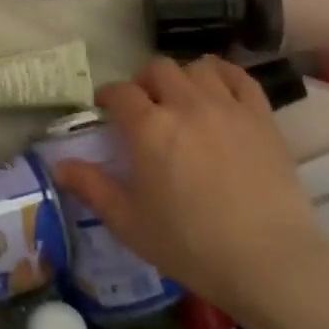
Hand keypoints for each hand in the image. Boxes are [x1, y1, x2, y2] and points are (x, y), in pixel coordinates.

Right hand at [48, 56, 328, 313]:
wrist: (269, 261)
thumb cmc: (190, 245)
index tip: (105, 109)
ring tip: (182, 100)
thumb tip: (59, 165)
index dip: (108, 96)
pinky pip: (240, 77)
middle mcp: (186, 106)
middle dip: (144, 82)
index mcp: (149, 129)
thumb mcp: (129, 223)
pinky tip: (218, 90)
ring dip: (182, 78)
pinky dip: (224, 76)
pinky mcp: (261, 117)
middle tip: (144, 107)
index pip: (120, 92)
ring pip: (198, 67)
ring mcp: (228, 107)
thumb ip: (92, 188)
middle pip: (158, 69)